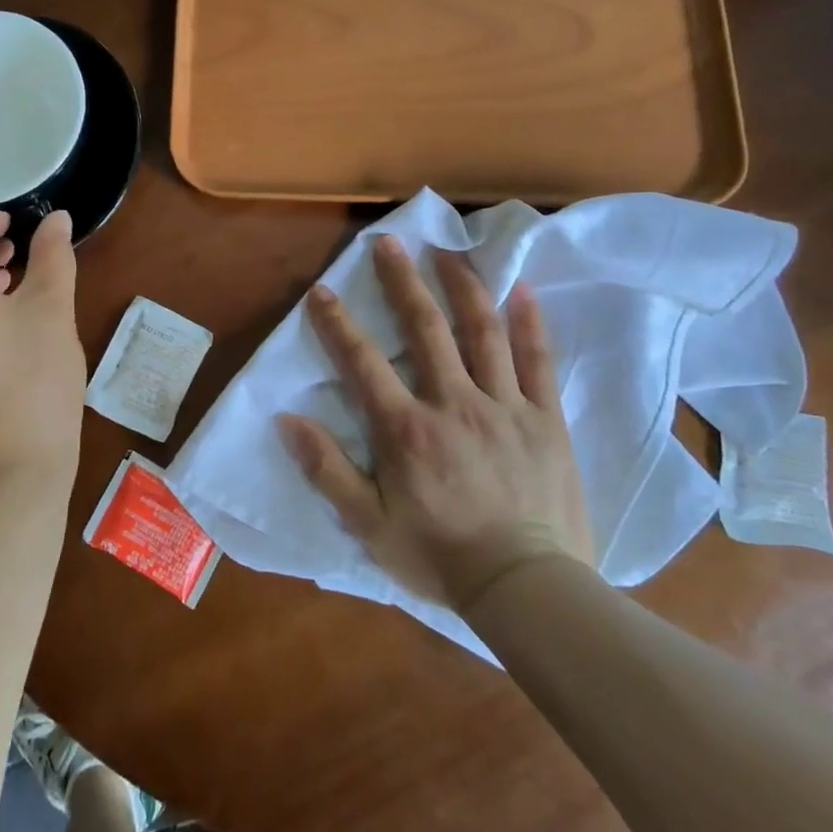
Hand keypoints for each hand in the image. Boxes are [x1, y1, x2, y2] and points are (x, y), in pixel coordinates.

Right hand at [280, 236, 595, 611]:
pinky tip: (522, 291)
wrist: (528, 590)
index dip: (337, 324)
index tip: (321, 290)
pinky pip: (538, 363)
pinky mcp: (545, 419)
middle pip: (425, 330)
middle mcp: (453, 403)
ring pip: (482, 333)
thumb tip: (287, 419)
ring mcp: (504, 406)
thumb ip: (327, 469)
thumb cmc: (440, 556)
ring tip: (448, 250)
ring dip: (462, 287)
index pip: (363, 362)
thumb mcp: (368, 524)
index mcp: (406, 428)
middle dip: (403, 282)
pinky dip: (530, 324)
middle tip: (389, 241)